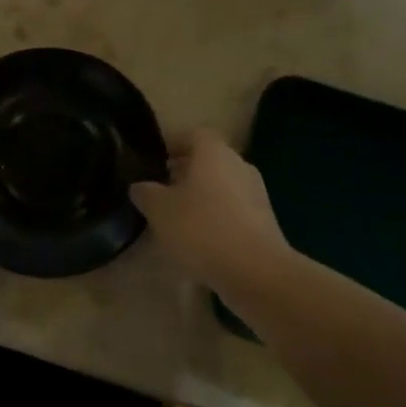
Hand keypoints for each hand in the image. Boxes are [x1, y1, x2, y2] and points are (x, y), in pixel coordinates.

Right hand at [130, 129, 290, 288]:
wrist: (256, 271)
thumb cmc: (202, 229)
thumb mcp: (160, 211)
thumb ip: (146, 193)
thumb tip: (141, 186)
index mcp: (213, 152)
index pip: (192, 135)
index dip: (172, 145)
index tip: (155, 164)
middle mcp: (239, 164)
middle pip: (208, 160)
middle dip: (184, 173)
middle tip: (161, 193)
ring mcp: (256, 192)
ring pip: (221, 186)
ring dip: (201, 197)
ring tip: (177, 220)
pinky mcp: (265, 220)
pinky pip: (233, 210)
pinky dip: (217, 218)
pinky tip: (201, 241)